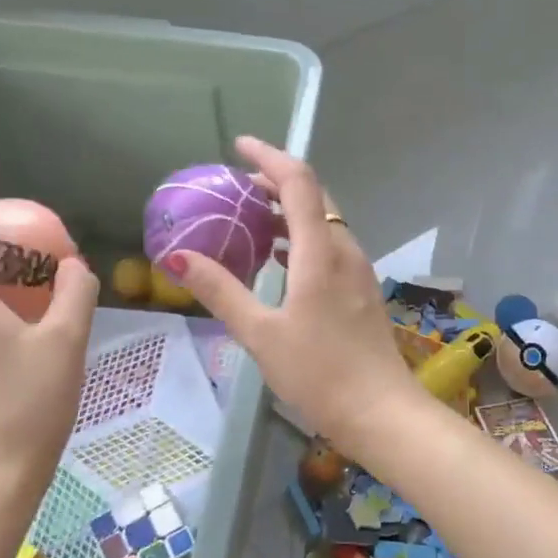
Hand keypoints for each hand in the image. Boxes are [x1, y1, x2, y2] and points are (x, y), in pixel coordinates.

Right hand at [165, 136, 428, 452]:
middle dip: (277, 181)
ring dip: (290, 210)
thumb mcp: (260, 333)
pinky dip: (301, 237)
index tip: (239, 146)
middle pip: (314, 197)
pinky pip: (330, 245)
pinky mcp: (361, 289)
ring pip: (324, 222)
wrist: (380, 411)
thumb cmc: (318, 372)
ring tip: (251, 216)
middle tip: (237, 185)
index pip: (299, 182)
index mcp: (321, 252)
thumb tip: (177, 256)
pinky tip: (279, 258)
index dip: (269, 157)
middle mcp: (345, 250)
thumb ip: (221, 291)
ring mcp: (358, 269)